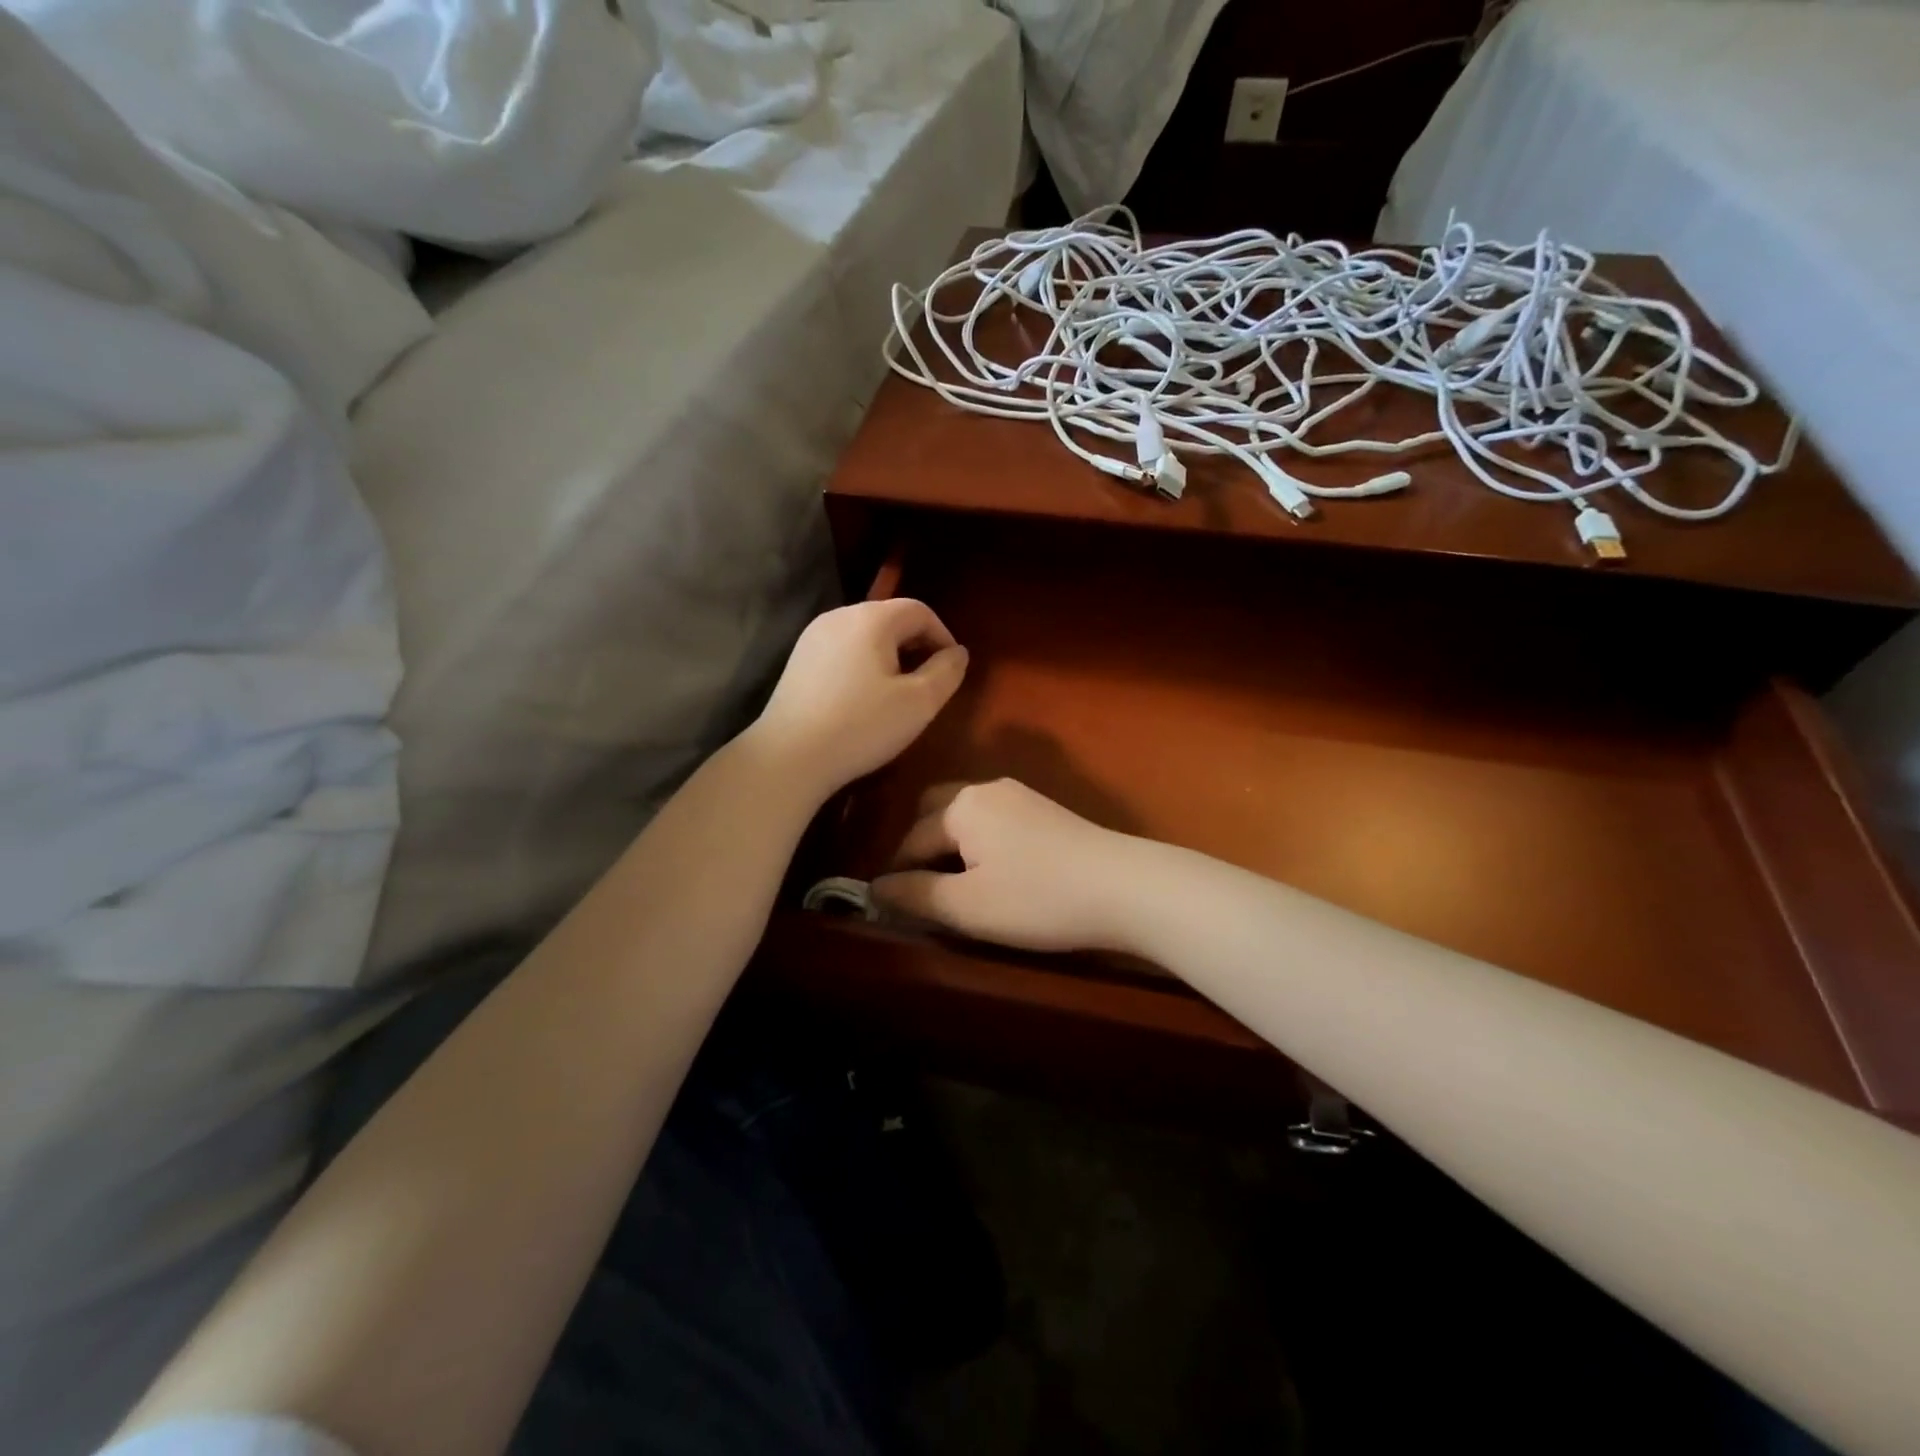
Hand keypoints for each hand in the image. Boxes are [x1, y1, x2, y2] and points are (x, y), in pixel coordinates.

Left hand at [754, 600, 968, 798]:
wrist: (790, 757)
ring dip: (889, 656)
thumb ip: (946, 672)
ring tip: (897, 692)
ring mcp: (812, 637)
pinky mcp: (797, 660)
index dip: (942, 636)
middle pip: (890, 618)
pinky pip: (842, 650)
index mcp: (871, 618)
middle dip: (915, 645)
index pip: (919, 610)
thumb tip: (958, 653)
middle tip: (927, 683)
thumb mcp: (919, 703)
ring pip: (865, 634)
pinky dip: (862, 664)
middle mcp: (839, 616)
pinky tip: (862, 698)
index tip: (951, 670)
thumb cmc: (862, 726)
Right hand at [870, 779, 1134, 951]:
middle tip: (919, 890)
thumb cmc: (1038, 899)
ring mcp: (1020, 796)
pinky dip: (979, 842)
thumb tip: (874, 888)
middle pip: (935, 812)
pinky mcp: (1045, 812)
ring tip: (952, 885)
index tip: (888, 908)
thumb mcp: (968, 906)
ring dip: (950, 844)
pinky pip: (994, 820)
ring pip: (966, 815)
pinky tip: (992, 872)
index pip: (910, 840)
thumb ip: (915, 895)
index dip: (896, 876)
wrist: (1125, 888)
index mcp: (962, 805)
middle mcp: (987, 789)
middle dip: (919, 847)